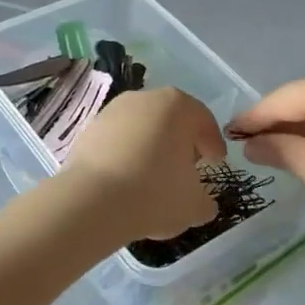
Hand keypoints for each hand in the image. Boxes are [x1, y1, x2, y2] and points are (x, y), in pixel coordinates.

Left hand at [64, 88, 226, 241]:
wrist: (93, 200)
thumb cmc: (155, 193)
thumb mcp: (194, 205)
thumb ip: (205, 201)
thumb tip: (202, 202)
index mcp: (178, 106)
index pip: (203, 121)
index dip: (213, 143)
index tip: (215, 162)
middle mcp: (145, 98)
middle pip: (171, 119)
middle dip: (181, 142)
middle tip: (187, 167)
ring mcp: (113, 110)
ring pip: (142, 127)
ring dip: (151, 147)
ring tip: (154, 176)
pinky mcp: (89, 128)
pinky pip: (118, 139)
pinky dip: (126, 154)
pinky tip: (127, 178)